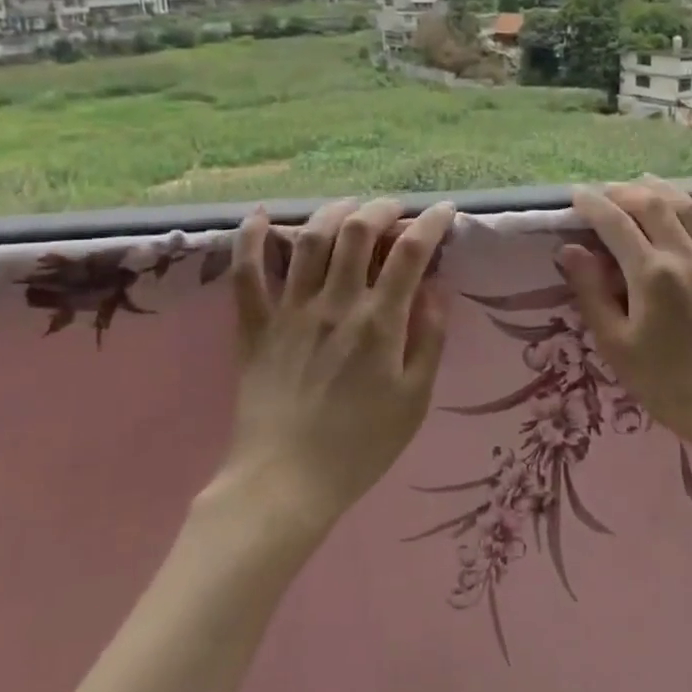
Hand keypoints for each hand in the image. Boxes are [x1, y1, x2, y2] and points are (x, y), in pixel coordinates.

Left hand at [226, 197, 454, 526]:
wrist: (286, 483)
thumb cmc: (361, 445)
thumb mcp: (415, 398)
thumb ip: (430, 338)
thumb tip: (437, 288)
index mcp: (379, 323)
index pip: (410, 253)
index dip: (431, 222)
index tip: (444, 210)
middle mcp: (335, 304)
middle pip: (356, 231)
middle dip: (381, 208)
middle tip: (395, 211)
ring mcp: (290, 311)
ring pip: (308, 239)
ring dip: (332, 212)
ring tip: (349, 208)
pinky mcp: (255, 326)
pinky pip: (247, 274)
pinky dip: (252, 239)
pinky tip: (260, 216)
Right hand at [556, 177, 691, 455]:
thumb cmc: (668, 384)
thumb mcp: (617, 345)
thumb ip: (592, 294)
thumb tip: (570, 251)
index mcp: (650, 273)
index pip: (615, 224)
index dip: (593, 205)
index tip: (577, 195)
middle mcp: (685, 256)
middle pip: (653, 206)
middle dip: (626, 193)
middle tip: (609, 193)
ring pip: (691, 210)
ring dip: (666, 190)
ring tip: (647, 182)